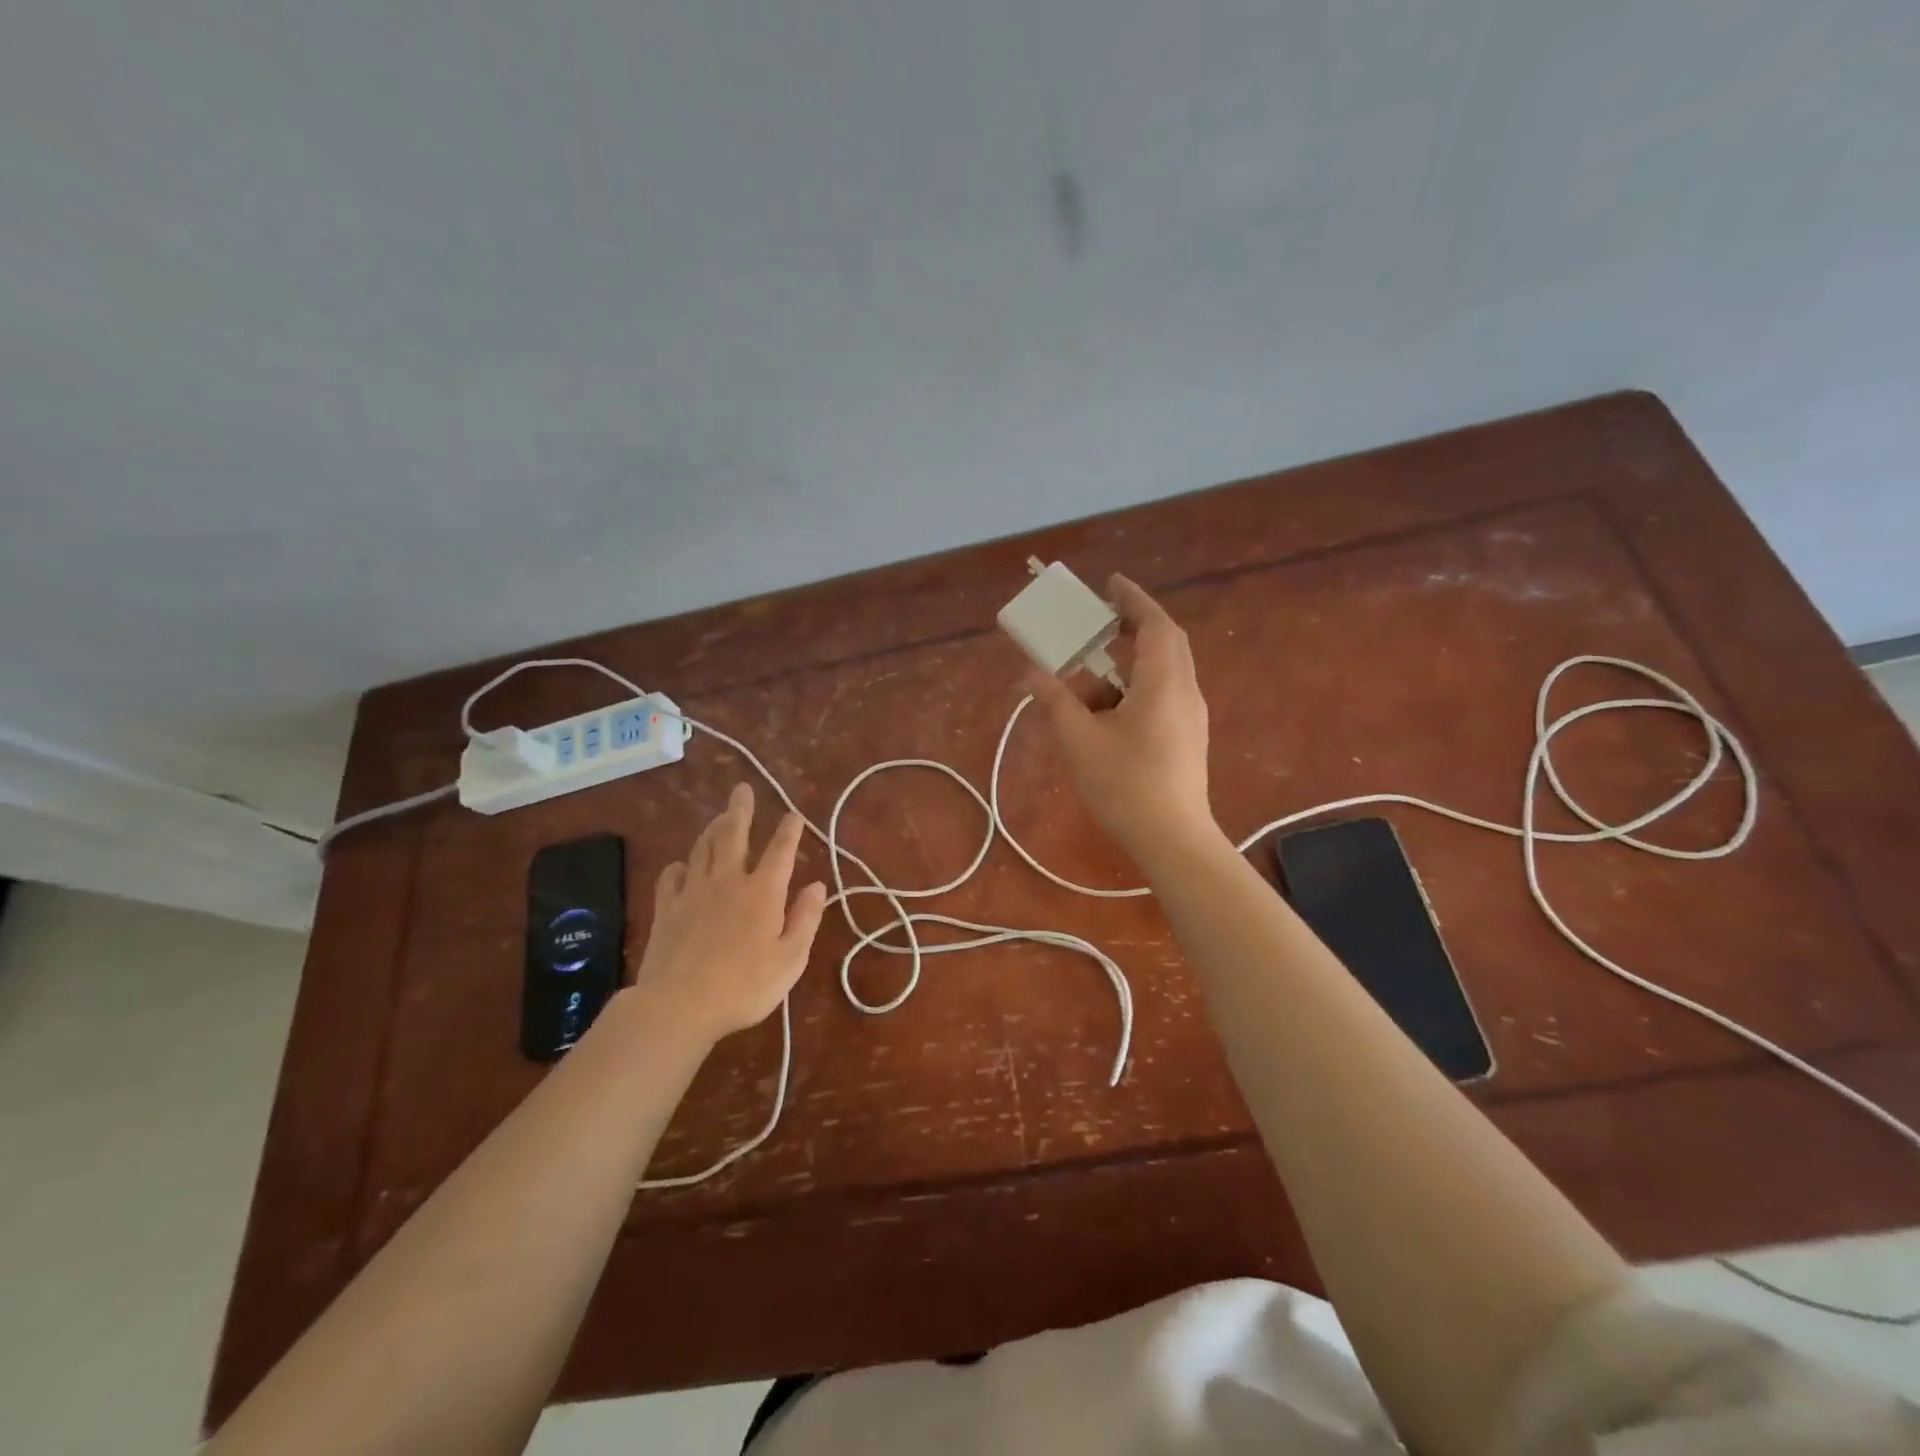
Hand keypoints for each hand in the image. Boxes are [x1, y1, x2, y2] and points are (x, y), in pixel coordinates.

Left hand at [632, 783, 828, 1044]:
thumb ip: (805, 919)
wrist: (678, 1006)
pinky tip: (683, 865)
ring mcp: (693, 892)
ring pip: (703, 847)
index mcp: (763, 893)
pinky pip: (671, 875)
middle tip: (742, 789)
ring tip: (720, 817)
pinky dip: (680, 864)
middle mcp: (728, 881)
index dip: (789, 830)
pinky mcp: (665, 908)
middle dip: (740, 809)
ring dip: (713, 828)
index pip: (780, 850)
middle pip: (733, 835)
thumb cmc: (744, 987)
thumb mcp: (790, 959)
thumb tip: (818, 885)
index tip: (794, 814)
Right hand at [1025, 575, 1216, 861]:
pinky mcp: (1188, 738)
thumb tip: (1030, 673)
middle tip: (1098, 623)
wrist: (1172, 840)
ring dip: (1125, 669)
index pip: (1154, 624)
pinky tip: (1104, 719)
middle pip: (1165, 643)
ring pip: (1161, 674)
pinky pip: (1162, 697)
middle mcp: (1184, 691)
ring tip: (1085, 688)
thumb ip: (1055, 701)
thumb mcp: (1080, 741)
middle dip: (1132, 627)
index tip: (1110, 584)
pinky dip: (1133, 692)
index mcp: (1163, 683)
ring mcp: (1191, 717)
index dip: (1132, 600)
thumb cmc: (1125, 786)